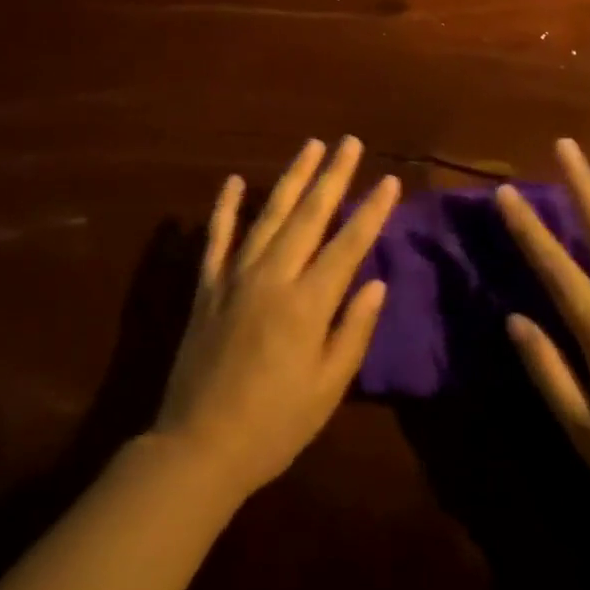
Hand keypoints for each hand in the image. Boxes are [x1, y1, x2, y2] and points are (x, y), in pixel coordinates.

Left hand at [151, 137, 399, 502]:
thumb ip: (353, 331)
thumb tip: (377, 282)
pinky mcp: (207, 283)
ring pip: (270, 213)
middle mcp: (273, 275)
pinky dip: (225, 206)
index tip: (389, 180)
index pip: (348, 244)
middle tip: (349, 142)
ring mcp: (236, 274)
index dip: (371, 211)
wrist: (199, 446)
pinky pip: (217, 236)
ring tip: (311, 146)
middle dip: (333, 175)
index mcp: (307, 303)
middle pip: (310, 214)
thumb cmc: (274, 425)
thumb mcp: (327, 390)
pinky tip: (234, 180)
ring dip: (292, 177)